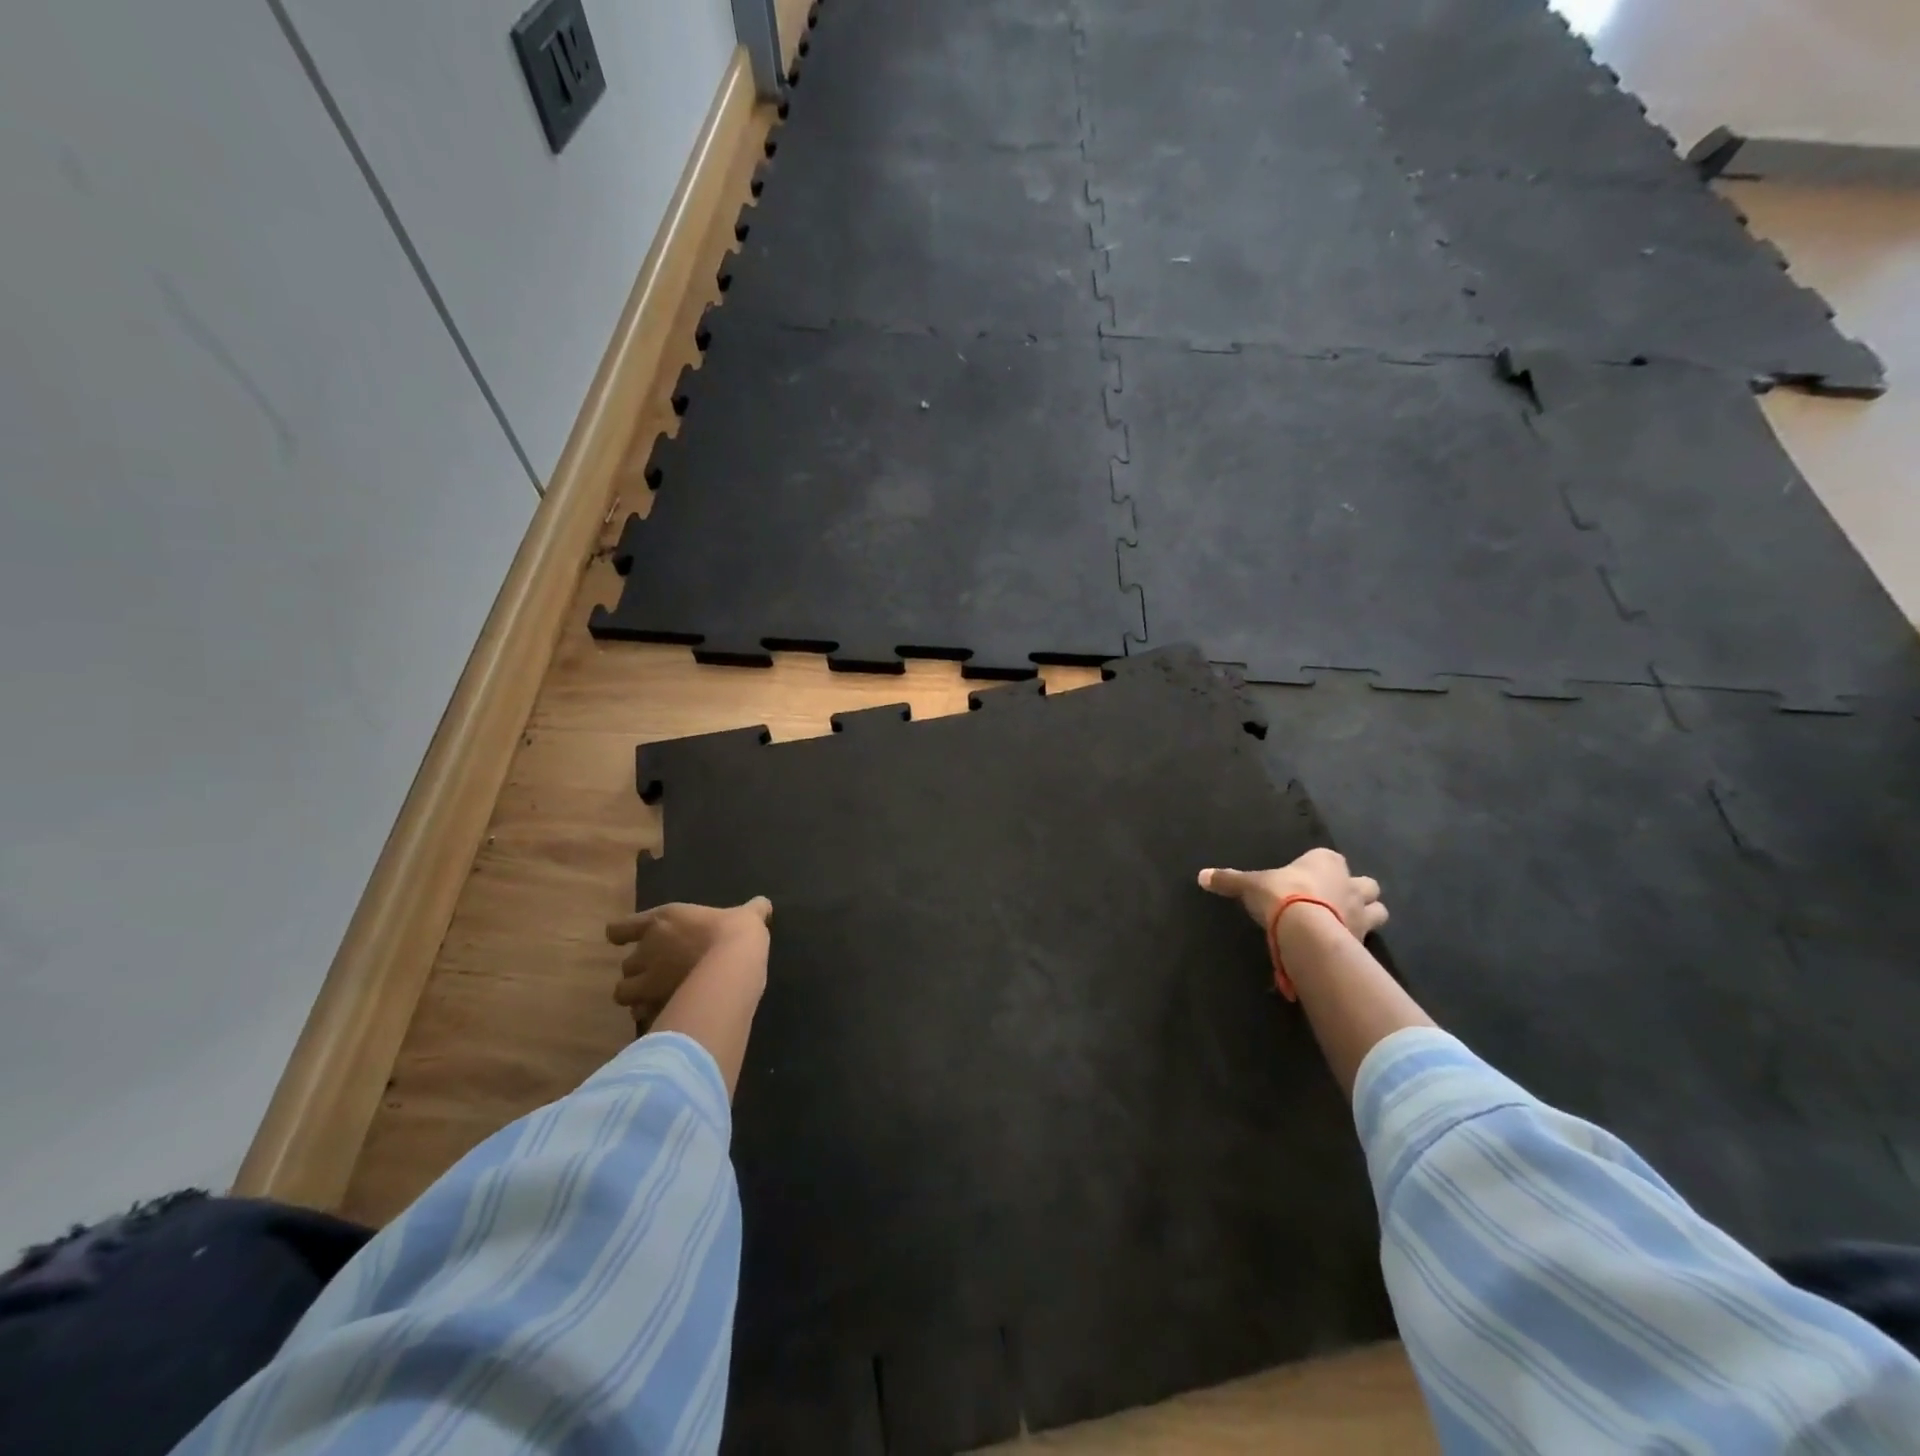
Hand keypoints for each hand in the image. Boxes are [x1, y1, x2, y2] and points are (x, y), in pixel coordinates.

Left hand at [607, 898, 771, 1027]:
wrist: (733, 967)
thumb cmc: (735, 933)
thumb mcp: (747, 916)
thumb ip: (752, 910)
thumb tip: (764, 904)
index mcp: (661, 921)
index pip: (619, 929)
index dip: (623, 936)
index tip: (630, 941)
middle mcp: (646, 950)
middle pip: (625, 965)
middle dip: (639, 972)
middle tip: (660, 974)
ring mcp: (647, 982)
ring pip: (623, 994)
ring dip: (637, 997)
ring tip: (657, 999)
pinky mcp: (654, 1008)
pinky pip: (642, 1017)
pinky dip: (651, 1018)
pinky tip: (669, 1017)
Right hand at [1198, 848, 1387, 939]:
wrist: (1305, 930)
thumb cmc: (1280, 895)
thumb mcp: (1249, 885)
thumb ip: (1229, 880)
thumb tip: (1202, 876)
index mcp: (1326, 862)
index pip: (1330, 859)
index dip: (1322, 869)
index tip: (1307, 880)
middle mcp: (1350, 883)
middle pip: (1366, 885)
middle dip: (1356, 891)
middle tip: (1336, 902)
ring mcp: (1362, 913)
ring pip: (1378, 910)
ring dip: (1367, 915)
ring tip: (1346, 925)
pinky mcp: (1363, 940)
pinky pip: (1366, 940)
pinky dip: (1357, 943)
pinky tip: (1342, 949)